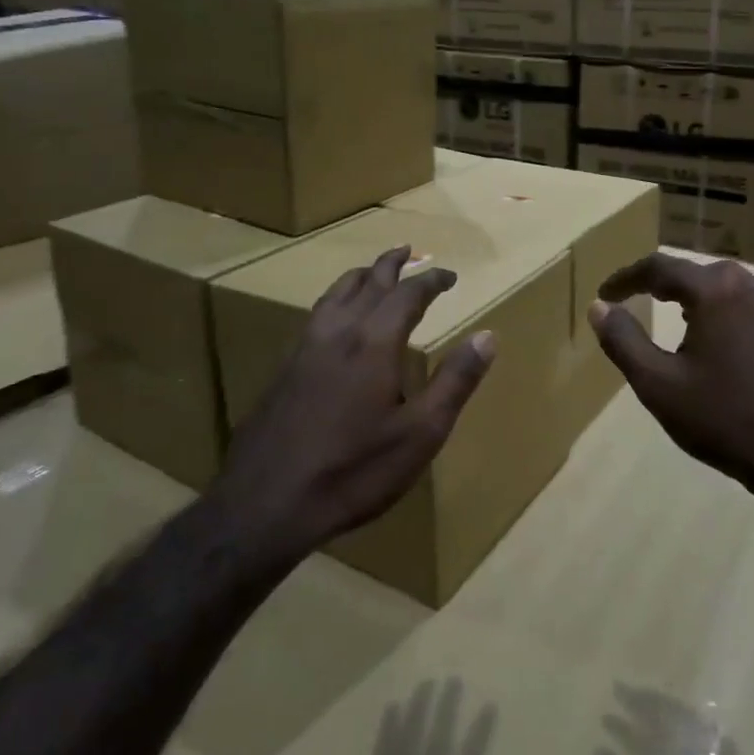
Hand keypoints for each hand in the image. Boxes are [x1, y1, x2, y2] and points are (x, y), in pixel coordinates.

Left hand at [217, 245, 494, 561]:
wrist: (265, 504)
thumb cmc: (354, 470)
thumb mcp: (420, 433)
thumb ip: (455, 381)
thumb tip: (488, 336)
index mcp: (373, 342)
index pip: (408, 294)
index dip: (431, 280)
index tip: (449, 275)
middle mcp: (337, 333)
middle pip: (366, 283)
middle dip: (390, 264)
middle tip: (407, 250)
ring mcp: (304, 349)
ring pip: (334, 294)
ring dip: (358, 276)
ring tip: (371, 273)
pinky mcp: (283, 370)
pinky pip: (315, 316)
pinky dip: (335, 301)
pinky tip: (334, 322)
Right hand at [587, 254, 753, 509]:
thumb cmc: (725, 419)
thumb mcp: (659, 384)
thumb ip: (623, 340)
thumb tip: (599, 307)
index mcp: (717, 290)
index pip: (660, 267)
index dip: (626, 278)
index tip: (604, 295)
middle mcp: (752, 283)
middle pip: (694, 273)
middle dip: (659, 284)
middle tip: (632, 300)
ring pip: (722, 287)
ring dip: (691, 297)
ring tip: (666, 314)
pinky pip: (744, 304)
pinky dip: (718, 311)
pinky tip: (710, 336)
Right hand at [596, 684, 753, 754]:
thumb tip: (600, 752)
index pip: (646, 732)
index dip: (625, 720)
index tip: (607, 708)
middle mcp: (700, 754)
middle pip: (667, 716)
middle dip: (642, 703)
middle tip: (619, 690)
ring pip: (687, 716)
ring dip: (664, 706)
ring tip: (643, 700)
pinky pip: (709, 729)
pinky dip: (689, 719)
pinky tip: (679, 719)